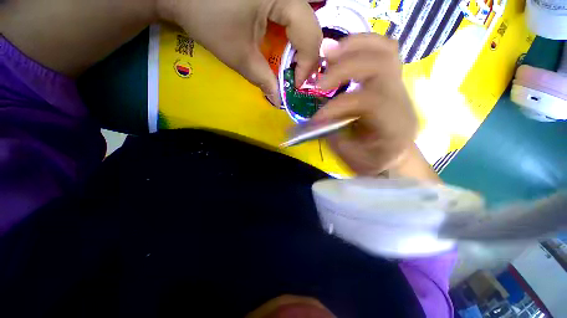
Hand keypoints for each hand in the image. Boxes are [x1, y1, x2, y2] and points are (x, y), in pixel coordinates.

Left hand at [158, 0, 322, 103]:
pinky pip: (292, 16)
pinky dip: (291, 37)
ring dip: (300, 48)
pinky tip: (284, 48)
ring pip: (304, 22)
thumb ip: (262, 79)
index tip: (295, 84)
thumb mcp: (238, 54)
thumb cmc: (206, 17)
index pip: (310, 35)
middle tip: (294, 77)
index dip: (307, 64)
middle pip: (312, 28)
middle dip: (306, 57)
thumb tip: (277, 100)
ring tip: (291, 66)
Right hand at [312, 33, 417, 175]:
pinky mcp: (392, 78)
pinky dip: (360, 45)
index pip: (368, 101)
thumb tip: (315, 117)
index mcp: (395, 125)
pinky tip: (342, 53)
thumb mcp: (350, 156)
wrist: (395, 153)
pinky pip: (382, 50)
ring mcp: (399, 84)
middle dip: (343, 69)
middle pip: (380, 64)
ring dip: (352, 47)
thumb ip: (333, 135)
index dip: (336, 106)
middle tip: (318, 82)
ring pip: (384, 49)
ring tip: (327, 55)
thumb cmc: (372, 160)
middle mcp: (402, 99)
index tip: (315, 118)